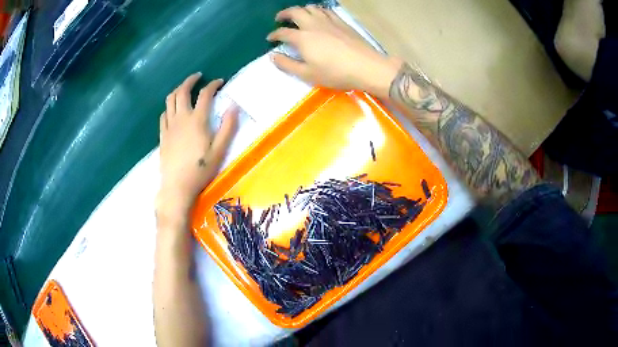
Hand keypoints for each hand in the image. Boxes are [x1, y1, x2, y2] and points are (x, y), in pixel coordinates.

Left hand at [157, 73, 237, 224]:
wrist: (177, 187)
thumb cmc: (200, 170)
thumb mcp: (219, 151)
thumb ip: (228, 127)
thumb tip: (234, 106)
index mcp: (197, 120)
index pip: (205, 94)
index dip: (213, 85)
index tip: (220, 82)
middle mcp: (181, 118)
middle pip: (182, 91)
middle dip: (190, 80)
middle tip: (198, 77)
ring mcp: (169, 126)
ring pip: (170, 100)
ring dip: (178, 90)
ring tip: (184, 88)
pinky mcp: (162, 135)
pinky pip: (163, 114)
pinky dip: (169, 107)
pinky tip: (173, 110)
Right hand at [267, 5, 401, 98]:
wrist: (366, 67)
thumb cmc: (335, 73)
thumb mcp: (307, 74)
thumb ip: (288, 64)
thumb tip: (273, 56)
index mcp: (303, 38)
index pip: (283, 32)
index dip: (274, 35)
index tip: (270, 38)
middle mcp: (313, 25)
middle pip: (295, 12)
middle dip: (284, 14)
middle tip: (280, 18)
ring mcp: (329, 21)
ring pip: (311, 7)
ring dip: (301, 9)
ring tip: (298, 15)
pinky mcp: (341, 22)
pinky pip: (326, 10)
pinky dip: (318, 10)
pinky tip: (319, 15)